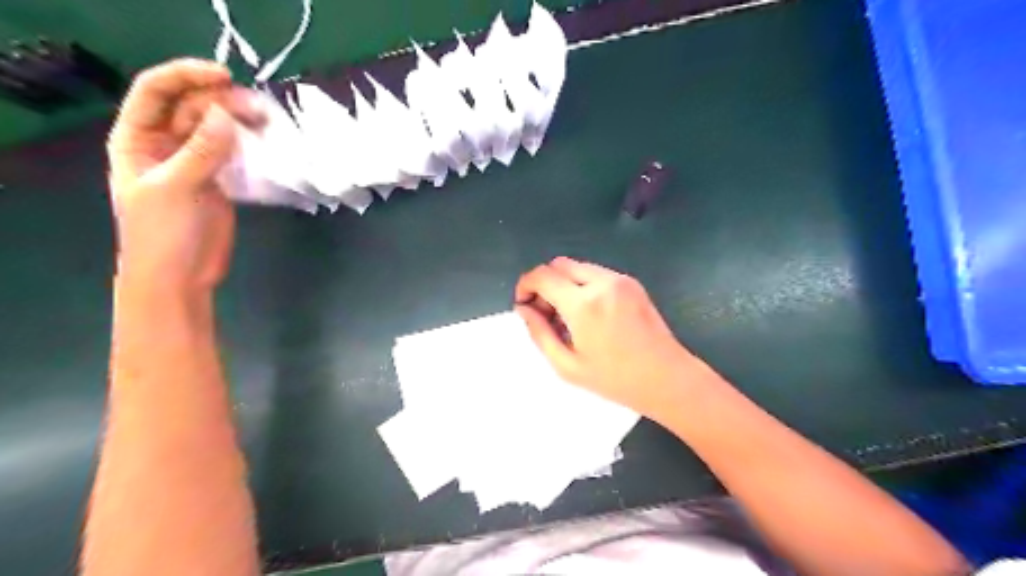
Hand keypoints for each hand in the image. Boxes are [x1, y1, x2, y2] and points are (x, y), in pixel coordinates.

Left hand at [105, 58, 263, 296]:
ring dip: (240, 120)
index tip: (225, 76)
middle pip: (192, 107)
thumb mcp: (177, 188)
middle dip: (222, 101)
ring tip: (267, 119)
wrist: (179, 276)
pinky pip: (233, 151)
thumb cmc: (164, 233)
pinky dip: (249, 143)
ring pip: (217, 128)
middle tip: (258, 107)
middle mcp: (164, 144)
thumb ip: (202, 151)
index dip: (186, 76)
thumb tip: (226, 115)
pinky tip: (267, 140)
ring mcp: (194, 162)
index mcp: (137, 139)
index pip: (156, 92)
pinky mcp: (220, 179)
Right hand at [514, 258, 715, 420]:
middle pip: (559, 264)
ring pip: (577, 267)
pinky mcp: (632, 283)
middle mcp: (601, 283)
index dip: (525, 285)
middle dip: (544, 283)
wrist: (667, 379)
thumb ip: (539, 333)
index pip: (542, 276)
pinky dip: (583, 285)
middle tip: (546, 313)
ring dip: (564, 283)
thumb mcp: (567, 366)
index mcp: (583, 305)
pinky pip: (596, 274)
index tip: (524, 304)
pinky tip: (590, 313)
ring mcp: (620, 279)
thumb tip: (524, 309)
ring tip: (568, 316)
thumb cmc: (615, 380)